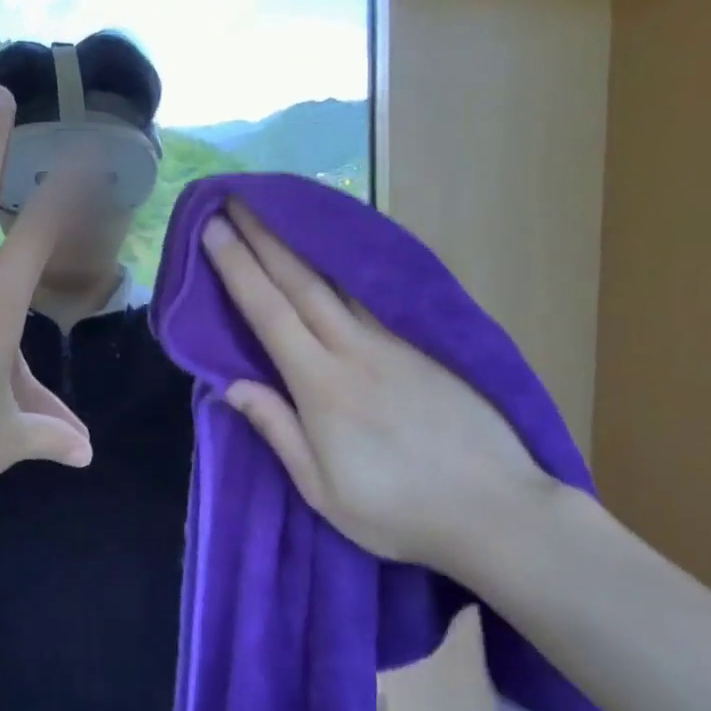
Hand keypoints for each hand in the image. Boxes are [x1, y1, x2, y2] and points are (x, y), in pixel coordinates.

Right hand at [202, 200, 553, 574]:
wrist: (496, 511)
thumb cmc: (396, 510)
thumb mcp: (321, 489)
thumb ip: (277, 429)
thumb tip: (232, 385)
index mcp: (321, 385)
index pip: (269, 313)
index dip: (238, 268)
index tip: (215, 230)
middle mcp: (354, 350)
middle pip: (301, 282)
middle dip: (264, 237)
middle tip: (238, 199)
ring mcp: (394, 344)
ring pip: (338, 282)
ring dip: (302, 245)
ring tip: (278, 215)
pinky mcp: (424, 348)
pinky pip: (372, 298)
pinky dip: (344, 270)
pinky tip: (336, 258)